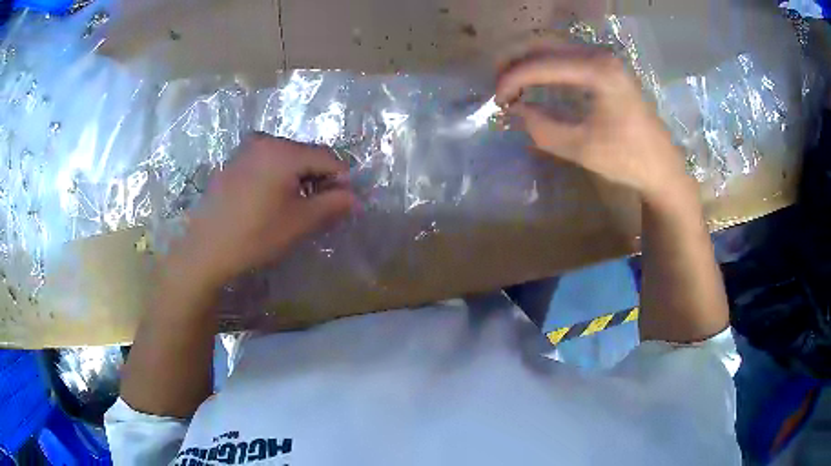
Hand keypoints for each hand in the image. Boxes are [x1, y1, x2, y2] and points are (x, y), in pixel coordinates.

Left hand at [164, 135, 355, 292]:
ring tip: (296, 208)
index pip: (328, 157)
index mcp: (283, 151)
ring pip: (287, 159)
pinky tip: (272, 203)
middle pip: (307, 154)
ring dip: (299, 179)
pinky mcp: (234, 162)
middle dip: (319, 179)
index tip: (342, 205)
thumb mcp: (300, 222)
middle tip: (320, 209)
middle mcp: (265, 141)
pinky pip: (267, 163)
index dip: (342, 180)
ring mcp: (246, 150)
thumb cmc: (255, 236)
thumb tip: (355, 198)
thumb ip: (333, 205)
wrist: (205, 250)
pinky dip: (279, 178)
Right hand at [495, 46, 692, 201]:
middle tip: (498, 85)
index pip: (541, 64)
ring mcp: (604, 58)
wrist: (662, 166)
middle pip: (544, 42)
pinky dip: (544, 63)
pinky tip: (536, 80)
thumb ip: (541, 127)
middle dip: (514, 60)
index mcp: (597, 71)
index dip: (513, 79)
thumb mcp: (580, 148)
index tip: (496, 100)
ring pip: (553, 45)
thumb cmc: (626, 159)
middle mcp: (599, 55)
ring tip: (511, 82)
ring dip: (528, 59)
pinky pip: (566, 54)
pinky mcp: (606, 66)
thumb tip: (513, 110)